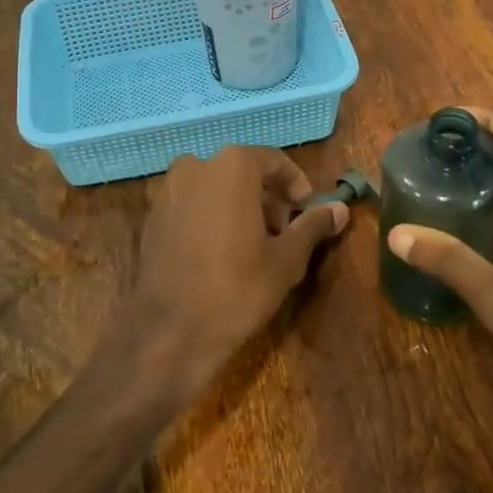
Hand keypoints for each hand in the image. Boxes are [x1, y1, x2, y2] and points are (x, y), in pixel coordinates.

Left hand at [130, 146, 348, 393]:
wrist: (170, 332)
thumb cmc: (237, 288)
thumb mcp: (286, 259)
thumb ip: (312, 225)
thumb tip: (340, 208)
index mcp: (231, 166)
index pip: (273, 160)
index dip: (295, 185)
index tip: (306, 211)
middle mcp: (195, 167)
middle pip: (241, 172)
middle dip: (266, 197)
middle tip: (282, 233)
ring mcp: (168, 192)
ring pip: (213, 188)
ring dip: (237, 206)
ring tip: (253, 246)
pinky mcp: (152, 218)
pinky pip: (190, 206)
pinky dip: (209, 218)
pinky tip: (219, 254)